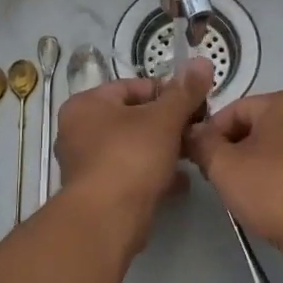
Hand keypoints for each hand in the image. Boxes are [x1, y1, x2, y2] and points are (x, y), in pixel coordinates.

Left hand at [55, 58, 214, 238]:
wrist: (107, 220)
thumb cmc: (131, 157)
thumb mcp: (164, 119)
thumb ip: (184, 92)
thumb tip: (203, 61)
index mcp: (86, 104)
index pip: (132, 87)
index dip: (167, 93)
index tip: (194, 105)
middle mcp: (79, 131)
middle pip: (133, 118)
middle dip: (167, 125)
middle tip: (196, 131)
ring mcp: (86, 164)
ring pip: (133, 147)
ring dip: (163, 150)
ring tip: (192, 155)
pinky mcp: (98, 192)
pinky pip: (131, 174)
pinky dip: (154, 174)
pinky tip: (180, 182)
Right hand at [185, 91, 282, 273]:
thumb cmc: (274, 190)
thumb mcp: (224, 165)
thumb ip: (202, 144)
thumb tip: (193, 133)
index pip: (235, 109)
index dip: (210, 133)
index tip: (199, 160)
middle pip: (258, 129)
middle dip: (234, 152)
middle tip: (217, 180)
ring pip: (278, 153)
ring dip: (256, 170)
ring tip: (243, 198)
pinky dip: (281, 185)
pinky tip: (271, 208)